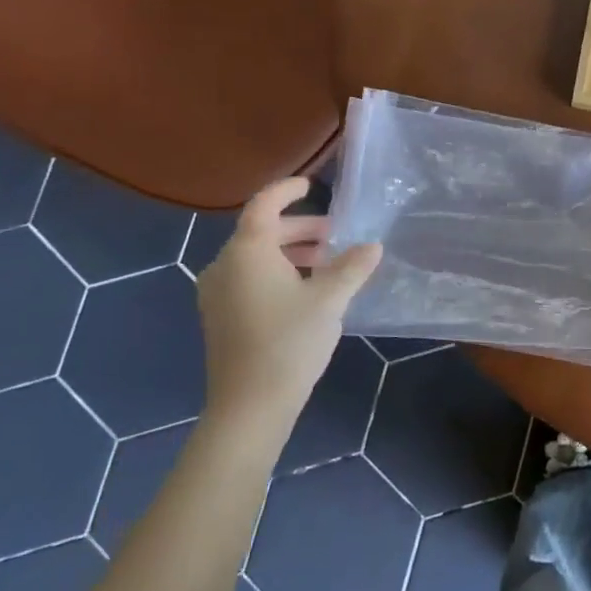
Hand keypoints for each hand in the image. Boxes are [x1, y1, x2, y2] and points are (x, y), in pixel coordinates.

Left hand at [197, 179, 381, 419]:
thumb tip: (373, 246)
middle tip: (335, 236)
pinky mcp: (220, 317)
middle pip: (262, 232)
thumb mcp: (330, 300)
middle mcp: (224, 265)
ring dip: (291, 253)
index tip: (310, 185)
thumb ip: (352, 267)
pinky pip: (249, 279)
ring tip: (326, 264)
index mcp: (247, 251)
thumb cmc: (289, 342)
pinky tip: (305, 292)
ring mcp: (217, 293)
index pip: (264, 205)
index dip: (287, 190)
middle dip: (300, 229)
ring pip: (256, 258)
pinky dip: (277, 273)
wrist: (250, 405)